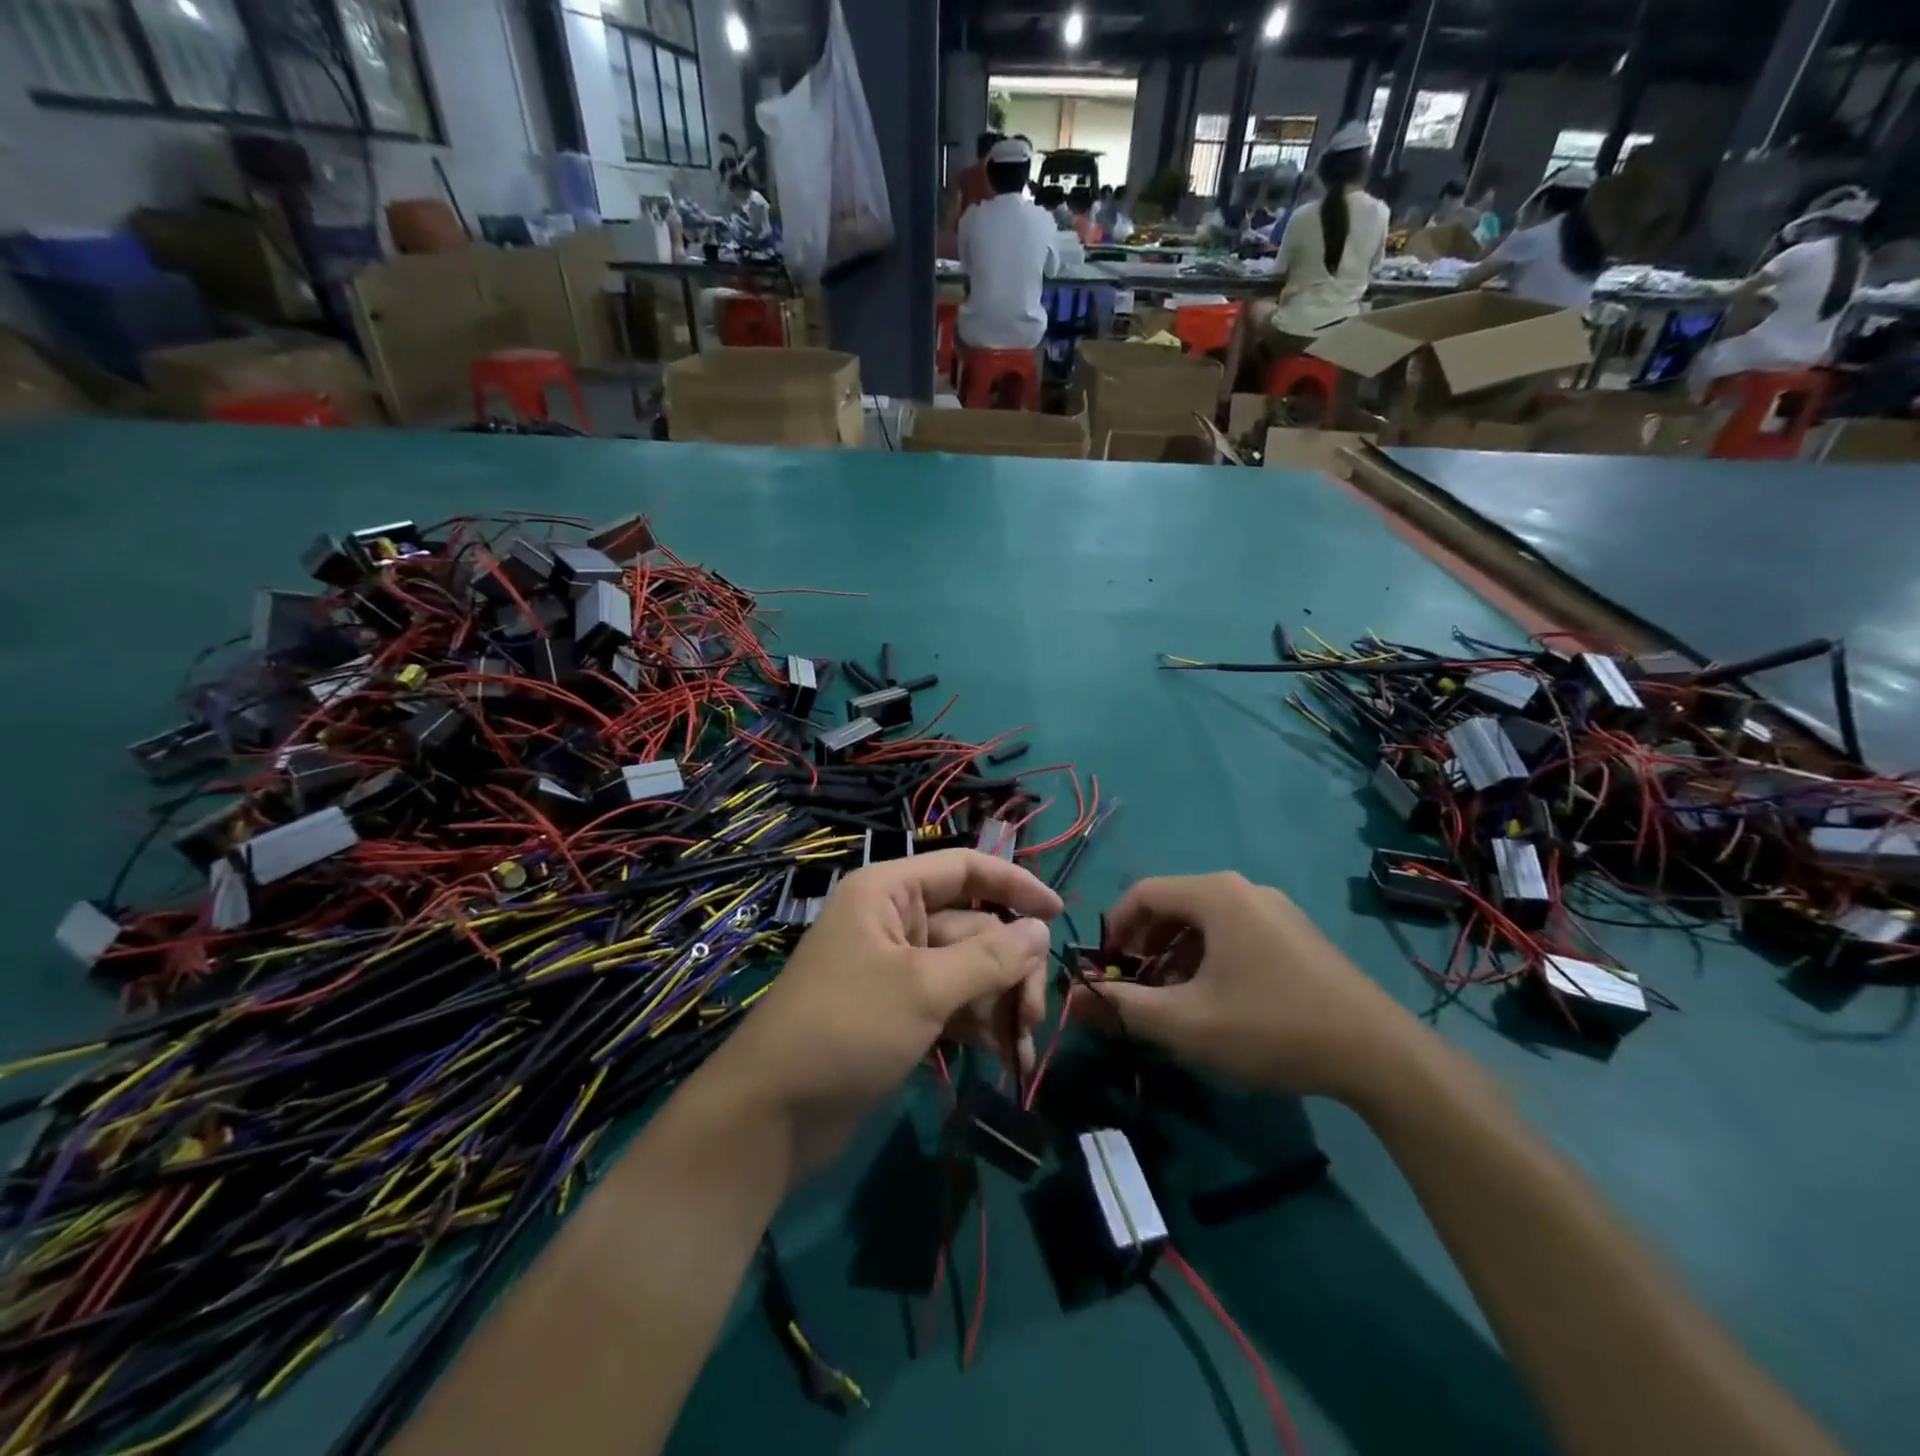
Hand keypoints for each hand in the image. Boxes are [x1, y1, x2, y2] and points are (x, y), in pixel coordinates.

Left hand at [707, 849, 1060, 1176]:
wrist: (771, 1116)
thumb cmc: (846, 1029)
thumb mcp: (923, 988)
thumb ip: (988, 957)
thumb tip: (1039, 930)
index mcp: (890, 892)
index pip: (965, 869)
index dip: (1014, 885)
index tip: (1058, 914)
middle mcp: (895, 921)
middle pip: (974, 928)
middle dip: (1010, 970)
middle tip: (1032, 1016)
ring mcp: (897, 968)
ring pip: (968, 970)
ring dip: (1000, 1003)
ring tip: (1019, 1048)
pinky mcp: (899, 1011)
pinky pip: (952, 1002)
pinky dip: (978, 1024)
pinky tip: (1001, 1056)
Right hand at [1071, 872, 1424, 1105]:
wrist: (1378, 1054)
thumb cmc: (1270, 1027)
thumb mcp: (1186, 1023)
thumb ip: (1123, 1007)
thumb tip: (1074, 1000)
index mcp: (1215, 894)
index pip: (1141, 893)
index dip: (1113, 930)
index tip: (1105, 971)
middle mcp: (1244, 889)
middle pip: (1173, 905)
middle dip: (1144, 946)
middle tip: (1136, 988)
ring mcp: (1275, 909)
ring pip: (1204, 922)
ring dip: (1175, 955)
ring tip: (1173, 1000)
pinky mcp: (1296, 934)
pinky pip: (1234, 933)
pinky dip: (1209, 958)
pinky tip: (1217, 1001)